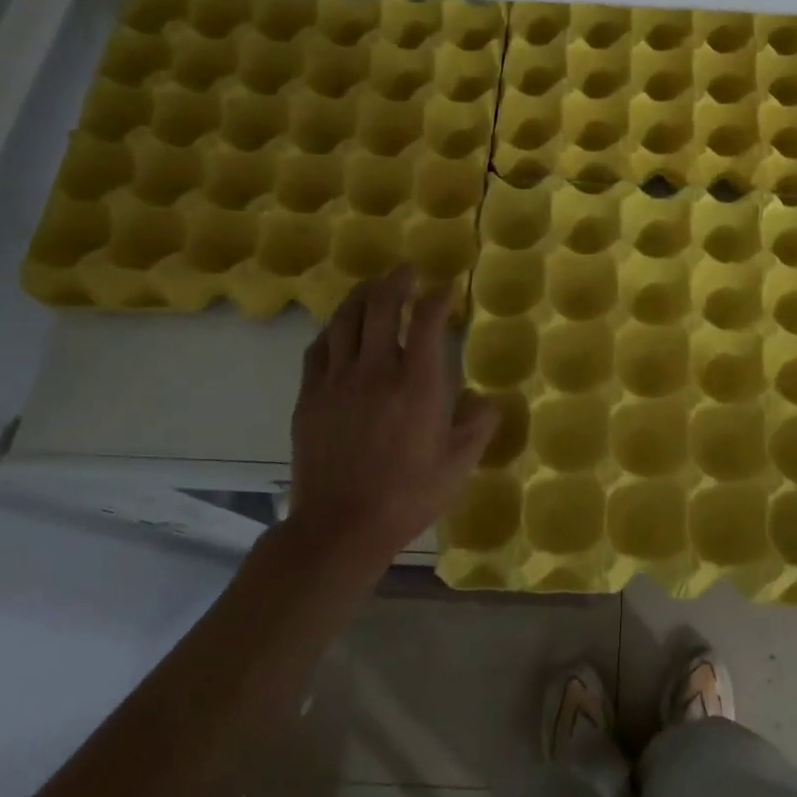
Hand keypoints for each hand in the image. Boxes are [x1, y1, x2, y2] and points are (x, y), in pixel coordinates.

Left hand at [285, 267, 497, 570]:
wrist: (342, 526)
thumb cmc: (409, 495)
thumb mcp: (459, 464)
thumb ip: (478, 424)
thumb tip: (486, 399)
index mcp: (417, 383)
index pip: (426, 321)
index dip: (438, 298)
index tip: (447, 288)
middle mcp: (376, 371)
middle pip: (381, 307)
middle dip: (396, 281)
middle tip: (407, 270)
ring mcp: (337, 382)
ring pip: (345, 320)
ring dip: (361, 295)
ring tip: (373, 286)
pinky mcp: (310, 397)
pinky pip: (318, 350)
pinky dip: (333, 330)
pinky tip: (339, 329)